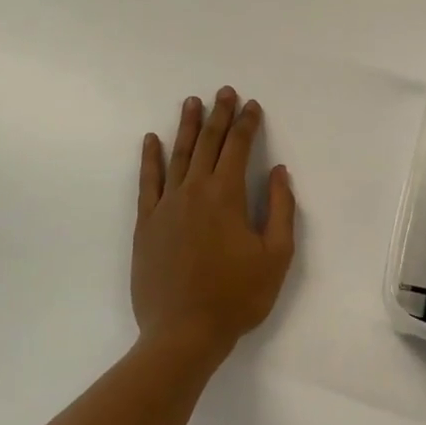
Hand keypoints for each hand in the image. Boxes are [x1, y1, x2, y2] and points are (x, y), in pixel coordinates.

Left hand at [133, 88, 295, 363]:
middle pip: (207, 143)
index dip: (247, 124)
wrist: (184, 333)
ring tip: (191, 102)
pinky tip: (151, 140)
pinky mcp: (146, 224)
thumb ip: (280, 209)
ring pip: (177, 156)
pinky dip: (150, 159)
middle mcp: (194, 191)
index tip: (252, 105)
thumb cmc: (237, 296)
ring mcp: (166, 206)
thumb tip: (278, 172)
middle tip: (223, 91)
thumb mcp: (276, 256)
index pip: (238, 148)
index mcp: (226, 196)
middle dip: (218, 115)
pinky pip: (147, 182)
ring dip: (186, 127)